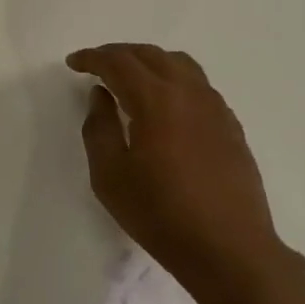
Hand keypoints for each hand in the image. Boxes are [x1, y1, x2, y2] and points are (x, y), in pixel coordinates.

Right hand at [67, 44, 288, 288]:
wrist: (229, 249)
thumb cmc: (161, 214)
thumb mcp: (110, 176)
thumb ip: (99, 128)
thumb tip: (101, 95)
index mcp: (156, 100)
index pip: (119, 62)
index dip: (93, 58)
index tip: (74, 63)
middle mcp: (189, 93)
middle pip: (150, 55)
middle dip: (119, 54)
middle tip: (96, 65)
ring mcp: (215, 107)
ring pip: (179, 64)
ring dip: (149, 62)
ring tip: (129, 77)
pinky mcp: (230, 125)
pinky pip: (198, 85)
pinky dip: (173, 79)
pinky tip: (164, 104)